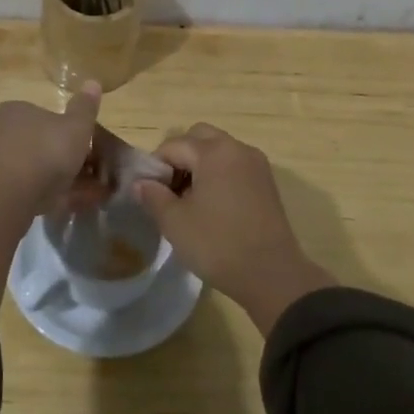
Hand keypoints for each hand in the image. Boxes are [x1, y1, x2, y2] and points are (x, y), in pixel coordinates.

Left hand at [0, 83, 102, 215]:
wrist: (6, 194)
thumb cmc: (45, 152)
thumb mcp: (76, 127)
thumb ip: (84, 108)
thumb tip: (92, 83)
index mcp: (16, 109)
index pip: (40, 117)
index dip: (60, 133)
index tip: (76, 150)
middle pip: (29, 142)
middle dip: (50, 158)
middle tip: (73, 177)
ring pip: (20, 167)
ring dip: (41, 179)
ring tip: (65, 197)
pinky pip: (13, 189)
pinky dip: (31, 196)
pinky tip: (49, 208)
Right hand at [133, 124, 336, 333]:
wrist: (272, 276)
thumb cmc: (218, 245)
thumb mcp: (175, 223)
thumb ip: (153, 196)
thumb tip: (140, 183)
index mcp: (213, 152)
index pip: (173, 145)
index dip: (156, 166)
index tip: (151, 193)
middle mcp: (236, 148)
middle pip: (199, 137)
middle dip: (181, 156)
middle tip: (171, 189)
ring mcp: (256, 164)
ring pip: (219, 149)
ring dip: (201, 164)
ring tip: (192, 200)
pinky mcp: (267, 182)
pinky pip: (235, 164)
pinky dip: (220, 173)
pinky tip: (214, 205)